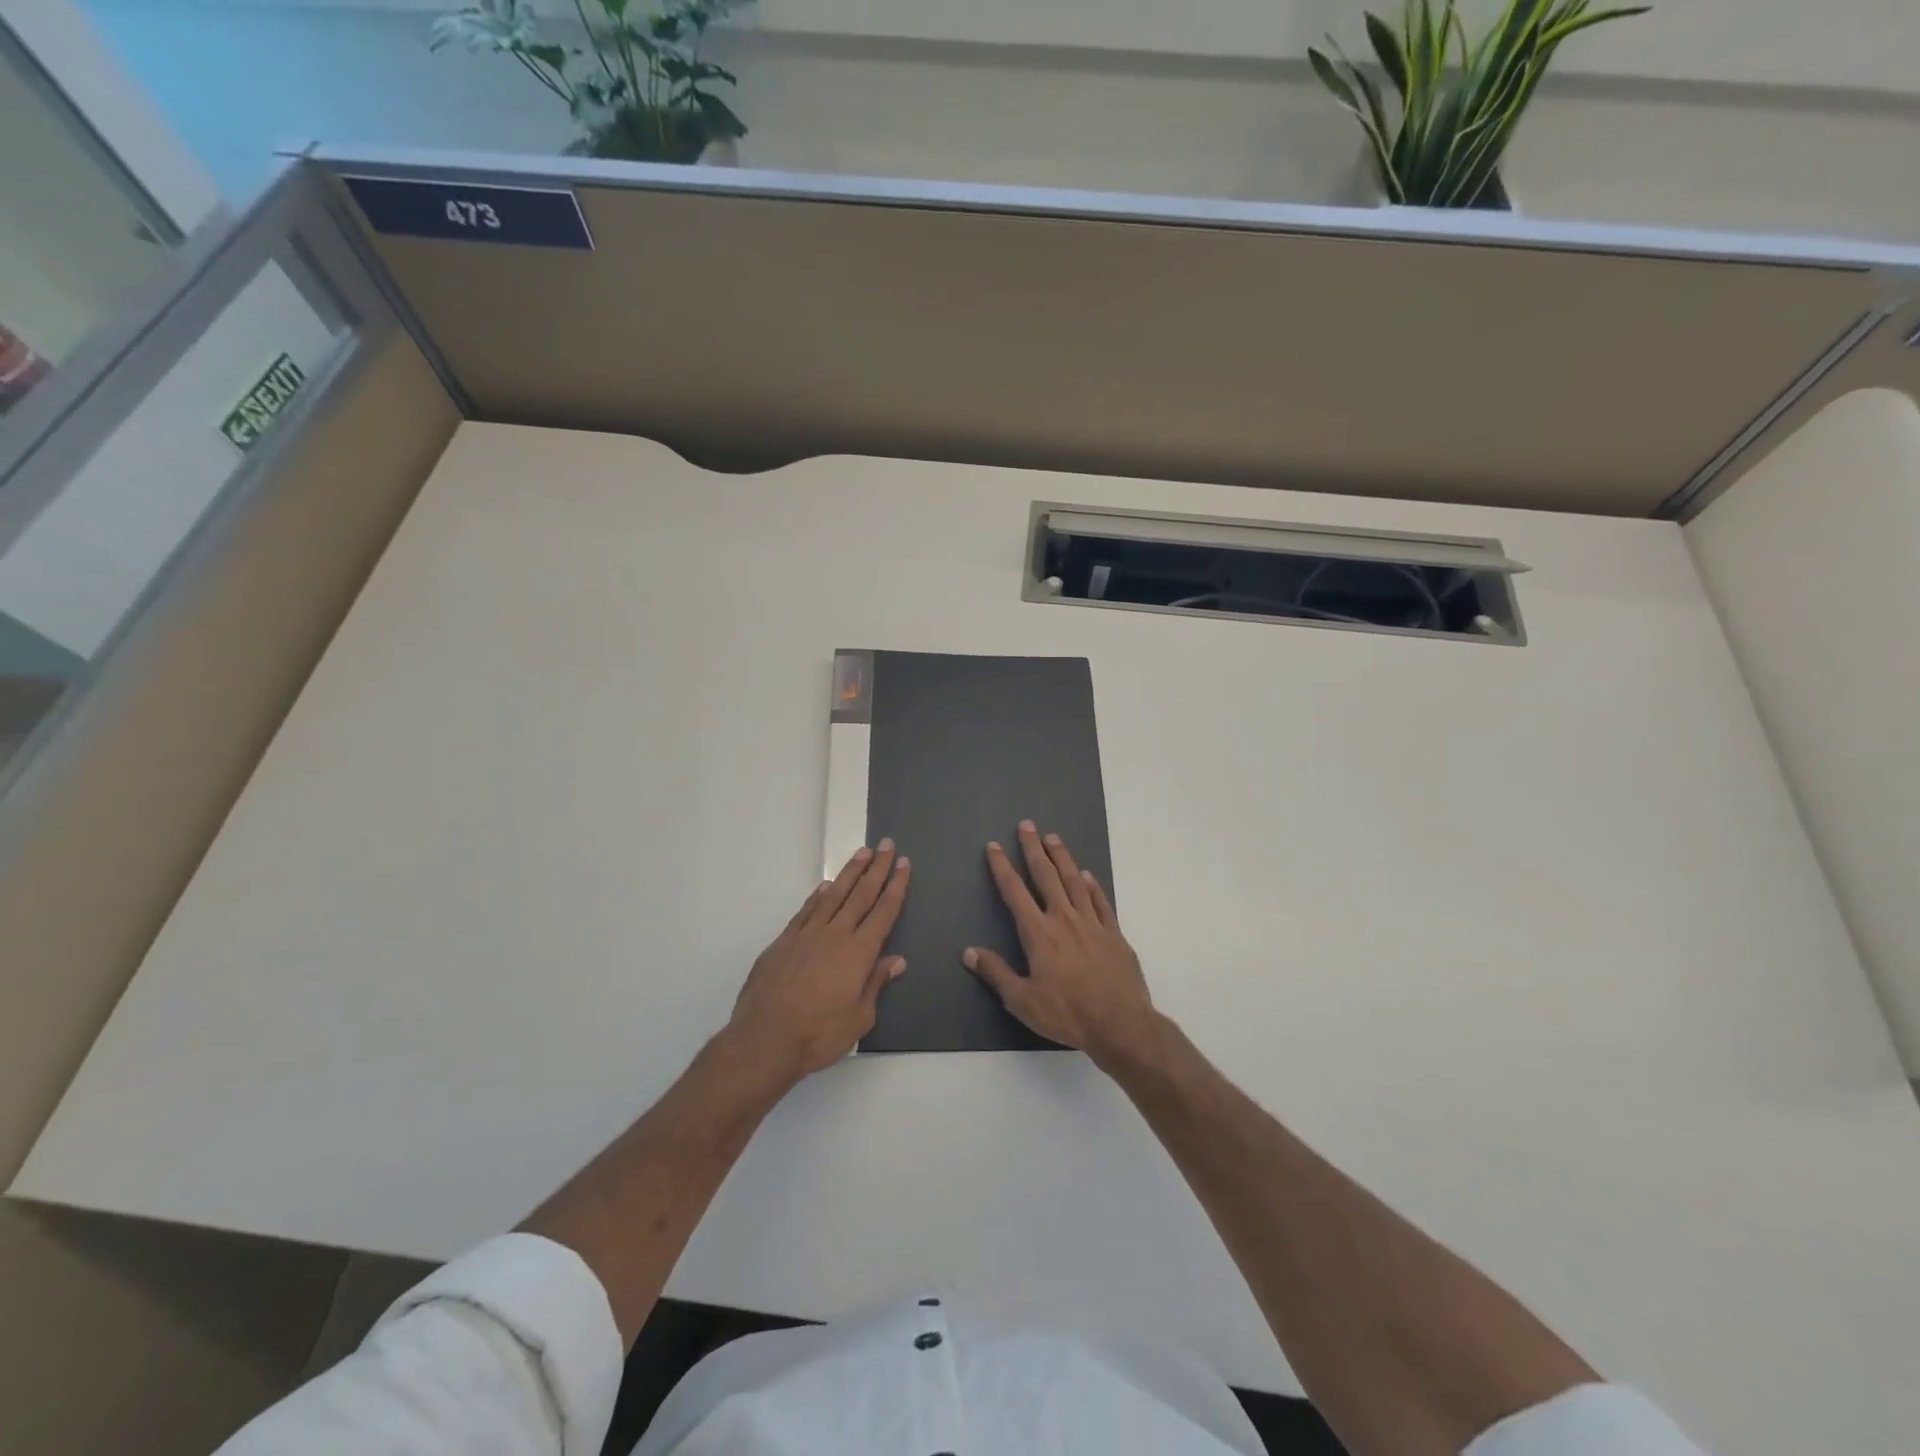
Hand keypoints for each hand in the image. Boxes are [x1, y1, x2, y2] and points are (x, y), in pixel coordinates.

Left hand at [729, 841, 910, 1080]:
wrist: (765, 1038)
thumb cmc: (819, 1034)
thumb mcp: (859, 1018)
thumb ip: (875, 984)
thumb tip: (895, 960)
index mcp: (859, 953)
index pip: (884, 912)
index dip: (896, 886)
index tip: (904, 865)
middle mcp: (835, 935)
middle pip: (861, 894)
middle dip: (877, 868)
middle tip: (887, 845)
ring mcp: (807, 935)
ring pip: (834, 895)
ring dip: (850, 873)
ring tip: (862, 853)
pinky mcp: (784, 941)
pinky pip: (806, 910)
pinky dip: (819, 895)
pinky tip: (826, 886)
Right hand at [965, 821, 1154, 1062]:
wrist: (1120, 1024)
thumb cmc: (1067, 1014)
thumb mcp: (1022, 1000)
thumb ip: (996, 973)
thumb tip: (968, 952)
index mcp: (1039, 933)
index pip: (1015, 892)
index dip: (1003, 868)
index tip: (994, 847)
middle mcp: (1064, 919)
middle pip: (1046, 876)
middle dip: (1033, 849)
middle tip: (1027, 825)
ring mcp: (1092, 923)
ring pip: (1074, 881)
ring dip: (1062, 857)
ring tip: (1053, 838)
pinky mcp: (1114, 933)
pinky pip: (1100, 901)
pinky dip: (1092, 885)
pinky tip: (1086, 875)